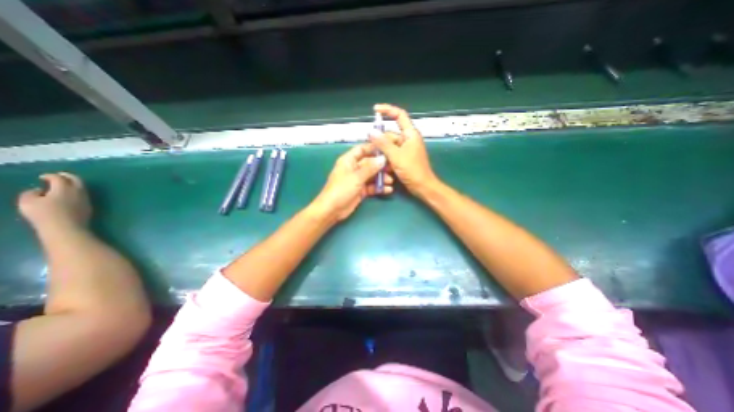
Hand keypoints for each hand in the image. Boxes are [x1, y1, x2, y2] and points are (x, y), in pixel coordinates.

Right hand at [18, 172, 91, 231]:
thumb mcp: (28, 202)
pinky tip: (69, 195)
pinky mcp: (89, 206)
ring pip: (82, 187)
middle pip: (76, 180)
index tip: (42, 177)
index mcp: (65, 188)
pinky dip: (76, 192)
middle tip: (59, 175)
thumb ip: (31, 193)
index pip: (59, 178)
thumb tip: (39, 190)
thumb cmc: (45, 214)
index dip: (50, 176)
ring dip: (73, 184)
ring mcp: (86, 199)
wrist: (67, 227)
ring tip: (62, 185)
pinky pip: (83, 195)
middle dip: (67, 176)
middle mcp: (79, 191)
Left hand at [309, 143, 392, 220]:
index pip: (361, 150)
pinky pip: (372, 186)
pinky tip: (388, 189)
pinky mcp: (360, 191)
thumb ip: (370, 168)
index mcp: (348, 161)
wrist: (332, 210)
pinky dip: (379, 188)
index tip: (387, 149)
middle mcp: (353, 168)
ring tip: (390, 180)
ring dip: (381, 177)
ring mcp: (357, 180)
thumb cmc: (341, 189)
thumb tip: (383, 159)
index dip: (373, 148)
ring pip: (372, 175)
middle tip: (393, 167)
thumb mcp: (356, 177)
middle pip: (369, 163)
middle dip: (380, 165)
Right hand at [370, 105, 436, 197]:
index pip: (399, 115)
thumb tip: (371, 132)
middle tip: (370, 148)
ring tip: (374, 158)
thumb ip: (383, 144)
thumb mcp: (396, 156)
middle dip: (380, 140)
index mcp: (410, 134)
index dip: (388, 110)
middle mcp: (408, 139)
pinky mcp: (403, 158)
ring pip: (389, 146)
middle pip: (390, 134)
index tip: (375, 110)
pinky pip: (391, 154)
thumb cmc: (412, 170)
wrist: (422, 187)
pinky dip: (385, 158)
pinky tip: (380, 164)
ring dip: (382, 151)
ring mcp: (405, 149)